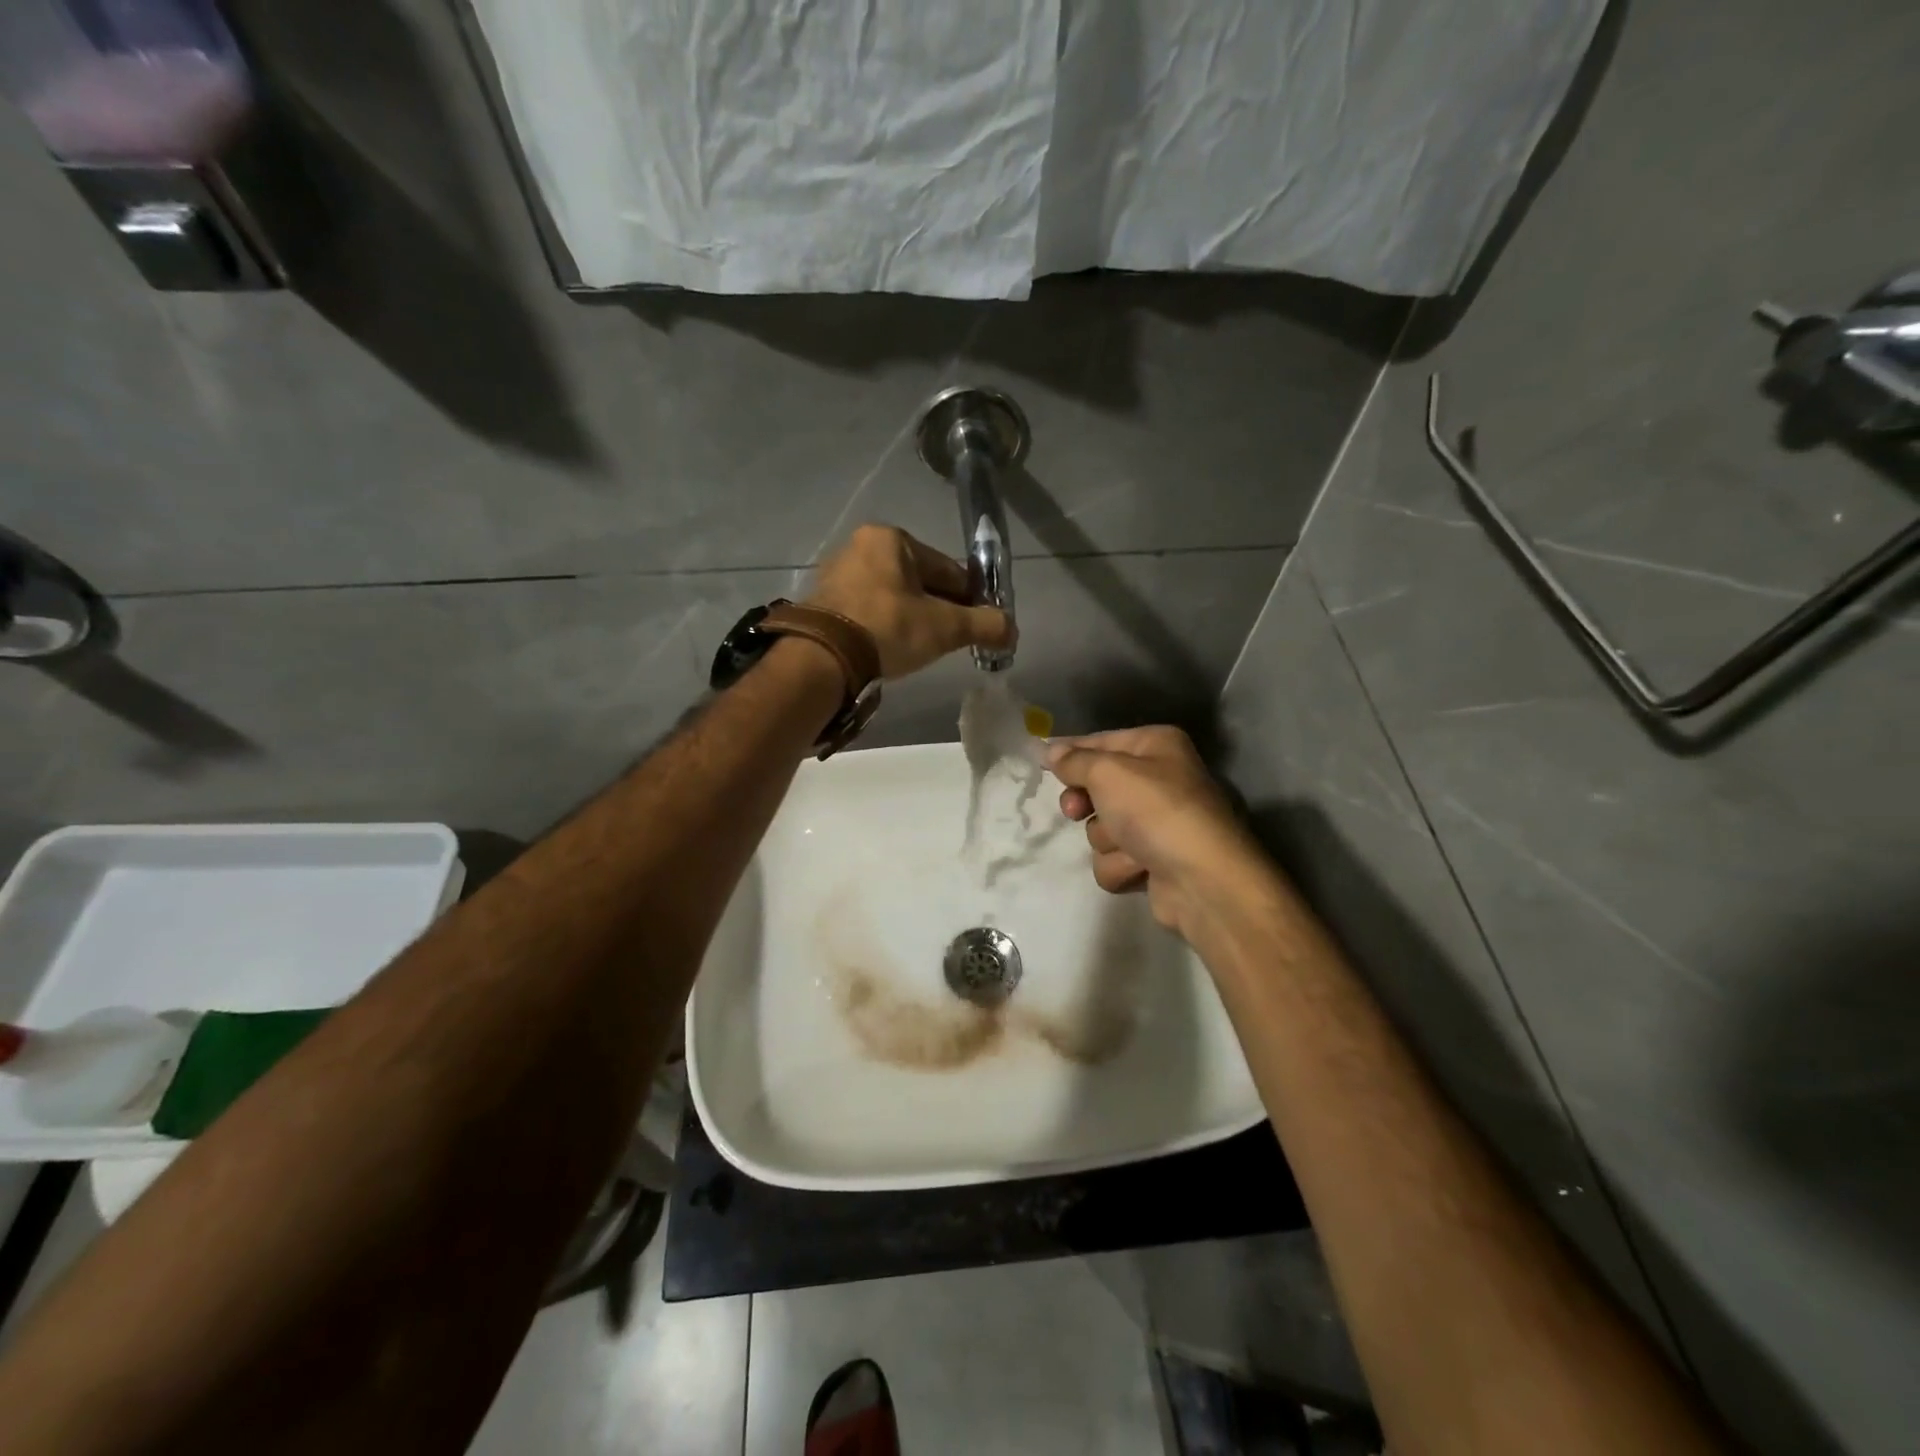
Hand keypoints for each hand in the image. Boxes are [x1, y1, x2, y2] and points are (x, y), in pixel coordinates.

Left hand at [807, 525, 1013, 678]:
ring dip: (910, 618)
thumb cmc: (889, 629)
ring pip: (892, 596)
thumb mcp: (945, 628)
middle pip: (918, 581)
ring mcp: (837, 572)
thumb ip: (984, 625)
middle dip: (937, 609)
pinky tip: (889, 648)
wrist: (823, 658)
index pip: (946, 569)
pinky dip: (883, 625)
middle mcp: (861, 546)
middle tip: (949, 640)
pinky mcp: (822, 600)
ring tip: (918, 648)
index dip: (968, 599)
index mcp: (891, 539)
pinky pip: (867, 609)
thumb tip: (1012, 630)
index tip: (977, 625)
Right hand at [1048, 726, 1266, 937]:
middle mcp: (1160, 779)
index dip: (1070, 752)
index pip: (1100, 741)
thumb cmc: (1156, 811)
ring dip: (1107, 840)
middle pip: (1097, 787)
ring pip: (1102, 828)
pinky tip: (1141, 868)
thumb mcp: (1107, 773)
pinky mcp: (1154, 861)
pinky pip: (1115, 859)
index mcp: (1156, 746)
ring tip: (1130, 846)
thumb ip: (1074, 761)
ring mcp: (1158, 823)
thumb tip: (1050, 751)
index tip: (1040, 761)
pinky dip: (1121, 865)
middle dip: (1086, 804)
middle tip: (1077, 810)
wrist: (1203, 879)